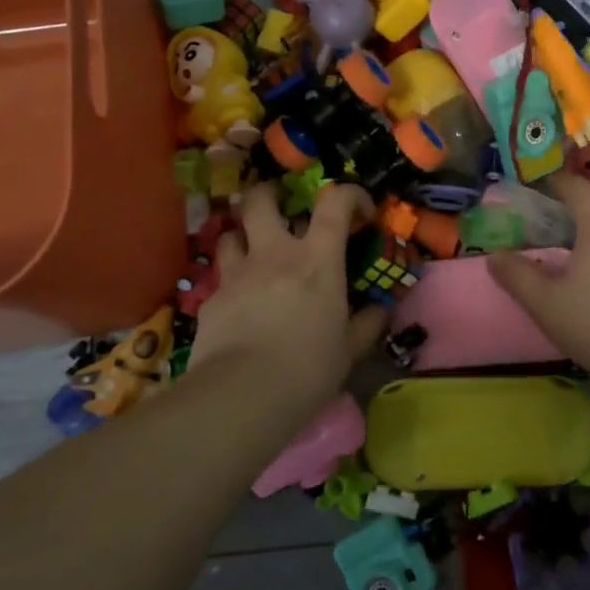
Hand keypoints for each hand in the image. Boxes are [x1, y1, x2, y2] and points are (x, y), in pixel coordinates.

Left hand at [189, 183, 385, 414]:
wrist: (242, 395)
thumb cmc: (308, 368)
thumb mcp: (349, 350)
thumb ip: (365, 324)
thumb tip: (379, 311)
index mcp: (317, 258)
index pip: (335, 202)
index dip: (349, 194)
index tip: (359, 210)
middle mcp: (274, 254)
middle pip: (261, 199)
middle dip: (270, 194)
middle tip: (281, 207)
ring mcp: (237, 273)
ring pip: (230, 232)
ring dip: (243, 236)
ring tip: (253, 252)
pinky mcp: (210, 299)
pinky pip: (220, 278)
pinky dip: (231, 282)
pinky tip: (239, 305)